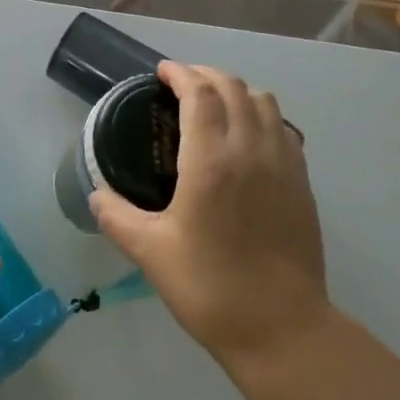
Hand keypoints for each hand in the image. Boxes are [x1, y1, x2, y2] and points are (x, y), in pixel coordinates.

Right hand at [90, 62, 329, 368]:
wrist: (282, 328)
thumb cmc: (211, 288)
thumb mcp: (152, 254)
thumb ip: (118, 218)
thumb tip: (96, 196)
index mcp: (211, 160)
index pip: (199, 93)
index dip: (180, 73)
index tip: (162, 71)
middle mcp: (250, 148)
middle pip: (233, 87)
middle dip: (206, 74)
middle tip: (183, 83)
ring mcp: (282, 162)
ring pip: (264, 101)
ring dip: (237, 90)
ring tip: (216, 103)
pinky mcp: (302, 180)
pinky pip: (283, 127)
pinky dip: (262, 114)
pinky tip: (250, 135)